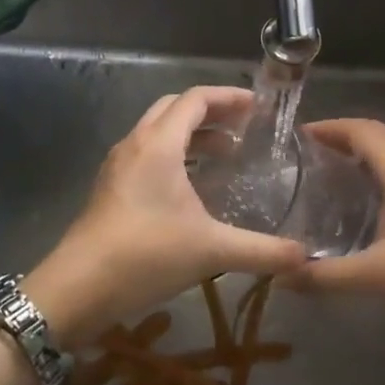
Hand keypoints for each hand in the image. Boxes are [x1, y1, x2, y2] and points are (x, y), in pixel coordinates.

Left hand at [28, 87, 307, 344]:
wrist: (78, 287)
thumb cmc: (145, 256)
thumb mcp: (212, 250)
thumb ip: (263, 251)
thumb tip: (306, 257)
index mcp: (159, 144)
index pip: (196, 99)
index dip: (229, 97)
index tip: (258, 108)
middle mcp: (135, 144)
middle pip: (174, 109)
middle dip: (211, 113)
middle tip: (244, 130)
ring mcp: (117, 165)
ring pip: (157, 132)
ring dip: (191, 136)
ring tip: (224, 157)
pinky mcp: (109, 188)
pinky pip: (145, 155)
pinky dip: (173, 156)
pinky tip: (191, 190)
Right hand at [284, 118, 384, 322]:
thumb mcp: (380, 275)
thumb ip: (327, 276)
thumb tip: (281, 277)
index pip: (360, 130)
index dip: (328, 128)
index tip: (295, 138)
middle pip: (376, 135)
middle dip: (340, 138)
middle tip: (304, 157)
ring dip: (360, 155)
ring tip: (326, 175)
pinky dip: (377, 172)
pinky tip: (363, 203)